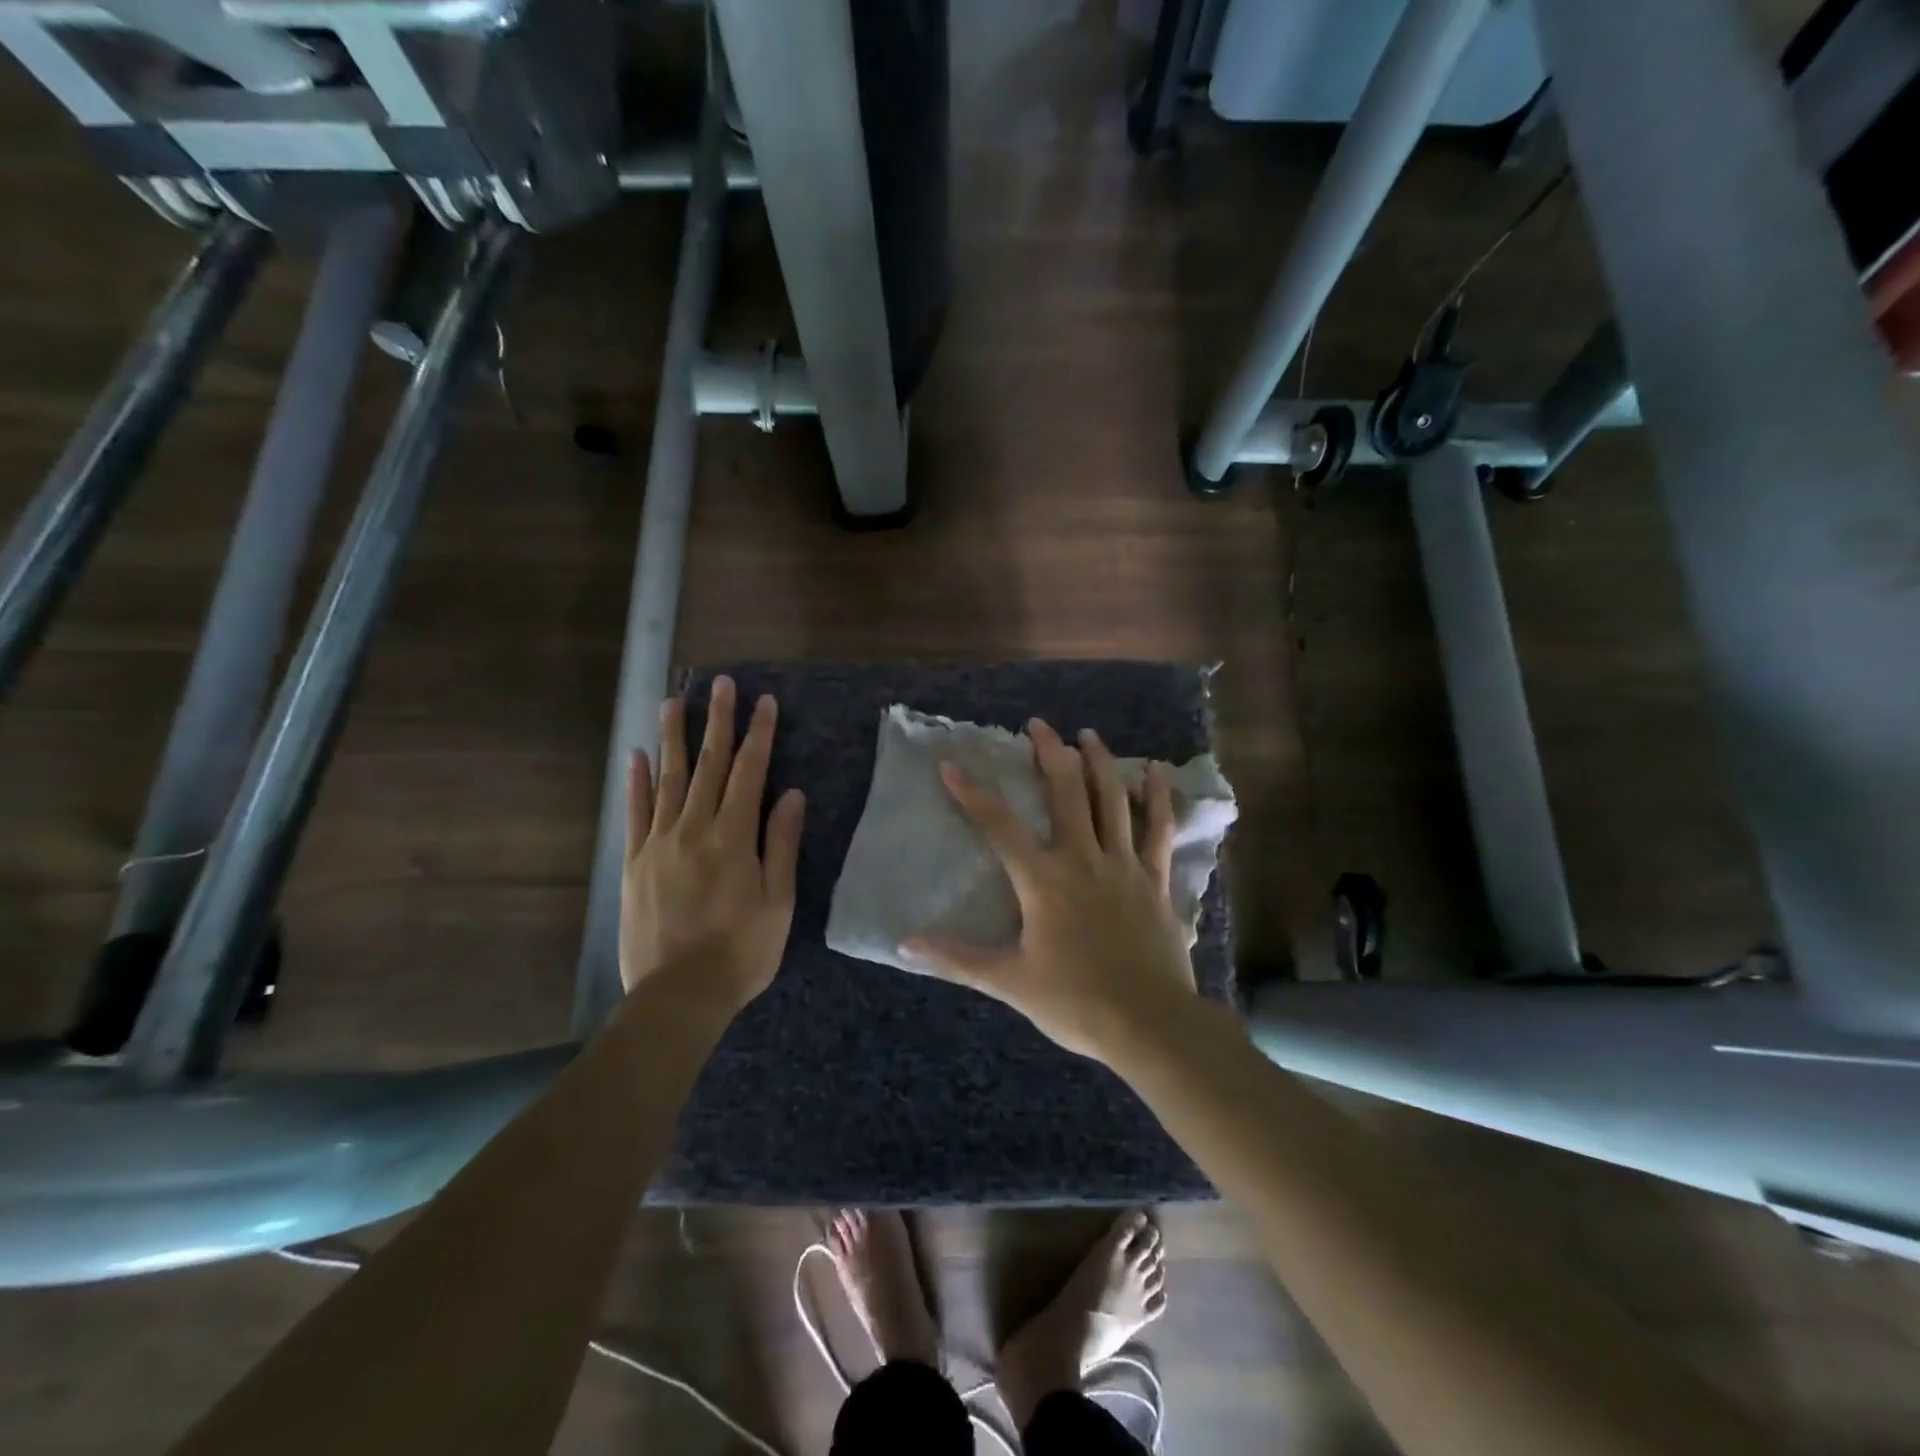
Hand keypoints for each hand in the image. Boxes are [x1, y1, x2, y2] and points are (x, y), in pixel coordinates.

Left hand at [620, 675, 804, 1011]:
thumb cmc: (742, 951)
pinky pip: (636, 813)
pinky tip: (637, 755)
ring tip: (673, 700)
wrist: (679, 994)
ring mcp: (659, 843)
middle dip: (717, 721)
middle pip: (708, 764)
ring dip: (672, 737)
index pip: (750, 772)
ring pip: (667, 778)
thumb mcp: (778, 901)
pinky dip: (636, 782)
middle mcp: (694, 828)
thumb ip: (781, 844)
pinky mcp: (635, 863)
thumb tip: (790, 794)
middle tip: (720, 683)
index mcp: (734, 836)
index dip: (759, 734)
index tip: (764, 702)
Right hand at [902, 718, 1197, 1061]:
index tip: (950, 765)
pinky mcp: (1156, 880)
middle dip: (1049, 754)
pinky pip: (1158, 830)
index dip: (971, 793)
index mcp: (1043, 880)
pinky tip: (1156, 771)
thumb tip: (904, 944)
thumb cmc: (1074, 1001)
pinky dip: (1158, 798)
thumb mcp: (1009, 981)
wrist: (1149, 1024)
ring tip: (1088, 734)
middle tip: (1038, 725)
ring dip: (1099, 763)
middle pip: (1065, 793)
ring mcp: (1124, 865)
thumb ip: (956, 958)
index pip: (998, 826)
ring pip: (1113, 800)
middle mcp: (1083, 859)